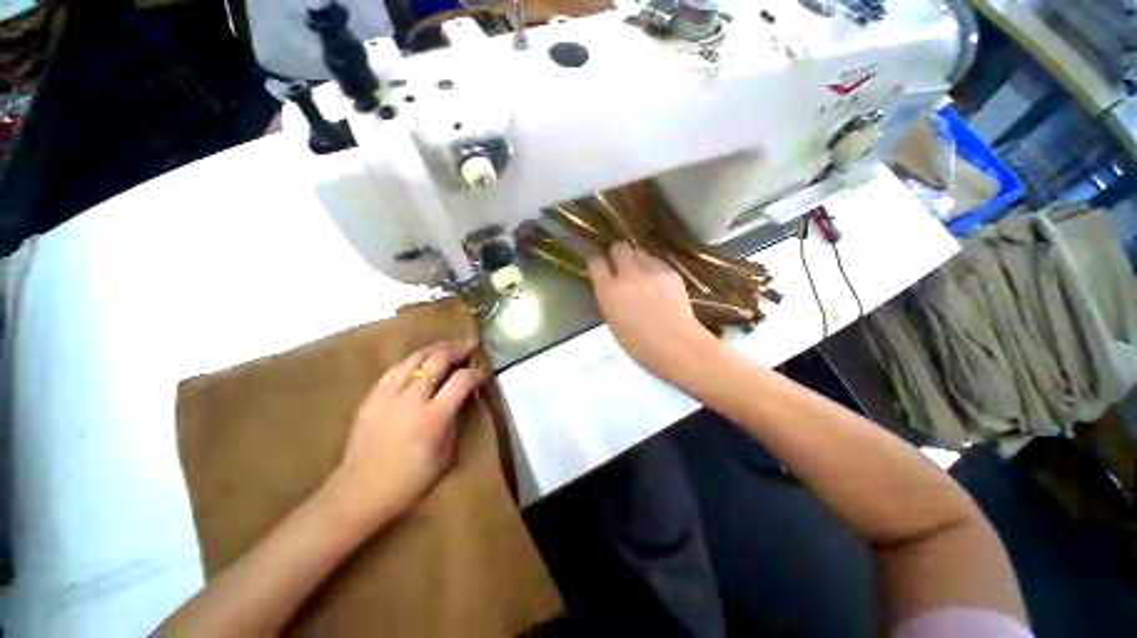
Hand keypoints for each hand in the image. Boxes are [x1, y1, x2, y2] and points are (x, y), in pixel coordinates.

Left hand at [332, 341, 485, 524]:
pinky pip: (395, 369)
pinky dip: (412, 360)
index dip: (476, 373)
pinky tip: (419, 360)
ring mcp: (388, 395)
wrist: (358, 492)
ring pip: (414, 358)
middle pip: (437, 360)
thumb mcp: (444, 456)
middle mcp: (411, 399)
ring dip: (435, 348)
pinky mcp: (372, 397)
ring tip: (448, 345)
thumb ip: (453, 421)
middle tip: (470, 344)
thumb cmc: (408, 481)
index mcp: (432, 417)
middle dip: (457, 349)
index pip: (461, 381)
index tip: (482, 374)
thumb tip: (460, 398)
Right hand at [589, 243, 717, 384]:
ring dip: (637, 261)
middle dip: (618, 255)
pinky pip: (658, 262)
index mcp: (610, 290)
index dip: (598, 265)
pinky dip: (655, 269)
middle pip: (619, 247)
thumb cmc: (639, 344)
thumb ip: (610, 298)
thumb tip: (612, 286)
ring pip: (640, 252)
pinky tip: (660, 284)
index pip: (596, 262)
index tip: (601, 270)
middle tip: (622, 268)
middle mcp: (629, 274)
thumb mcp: (613, 322)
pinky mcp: (671, 272)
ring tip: (643, 277)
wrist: (677, 345)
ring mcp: (652, 271)